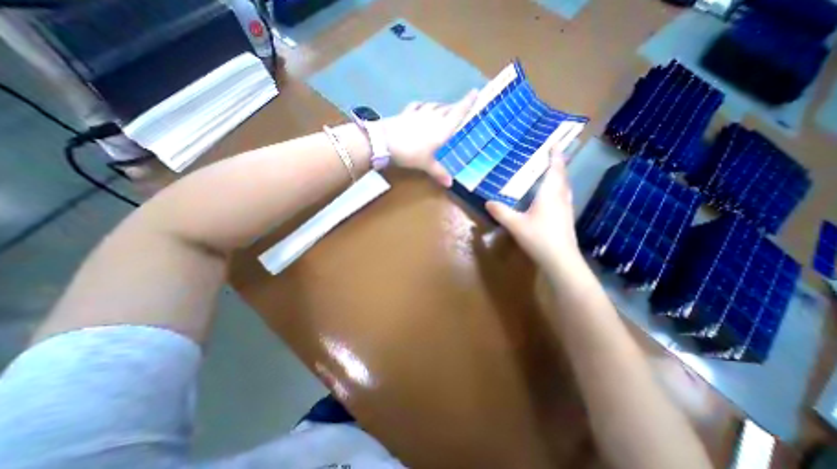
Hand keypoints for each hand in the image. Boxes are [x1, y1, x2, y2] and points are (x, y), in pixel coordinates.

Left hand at [382, 89, 476, 187]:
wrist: (385, 142)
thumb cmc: (411, 153)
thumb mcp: (426, 164)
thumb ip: (439, 172)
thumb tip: (450, 184)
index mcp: (442, 128)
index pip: (458, 113)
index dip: (467, 102)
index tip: (475, 91)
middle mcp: (433, 117)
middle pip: (447, 108)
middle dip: (454, 107)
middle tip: (458, 109)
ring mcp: (419, 113)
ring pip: (434, 106)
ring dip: (440, 106)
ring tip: (443, 110)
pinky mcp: (407, 113)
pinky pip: (418, 106)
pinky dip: (423, 106)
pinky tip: (423, 108)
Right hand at [489, 148, 583, 273]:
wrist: (560, 259)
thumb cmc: (539, 238)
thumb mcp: (515, 225)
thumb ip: (501, 212)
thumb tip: (487, 202)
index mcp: (549, 195)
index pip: (554, 170)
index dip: (555, 156)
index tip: (555, 143)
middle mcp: (560, 198)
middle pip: (562, 176)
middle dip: (558, 163)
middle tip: (552, 155)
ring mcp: (566, 208)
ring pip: (565, 186)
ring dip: (561, 176)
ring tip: (552, 171)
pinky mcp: (567, 217)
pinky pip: (564, 196)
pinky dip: (560, 188)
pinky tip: (553, 195)